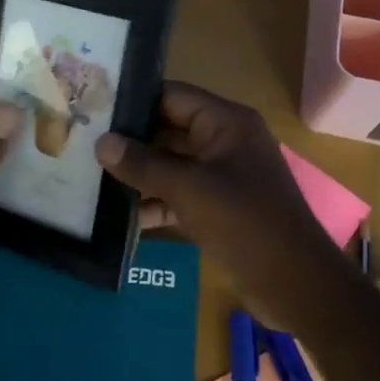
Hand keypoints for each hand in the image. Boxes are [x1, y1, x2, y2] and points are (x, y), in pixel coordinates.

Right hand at [93, 82, 346, 319]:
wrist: (296, 284)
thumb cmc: (245, 222)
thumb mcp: (189, 189)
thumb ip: (143, 165)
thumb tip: (101, 143)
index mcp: (226, 122)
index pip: (172, 96)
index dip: (134, 100)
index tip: (93, 106)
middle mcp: (224, 141)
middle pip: (168, 130)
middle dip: (130, 141)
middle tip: (83, 144)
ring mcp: (222, 176)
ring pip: (172, 165)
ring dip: (138, 175)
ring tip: (91, 178)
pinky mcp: (219, 208)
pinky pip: (180, 195)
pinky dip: (155, 203)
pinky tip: (120, 217)